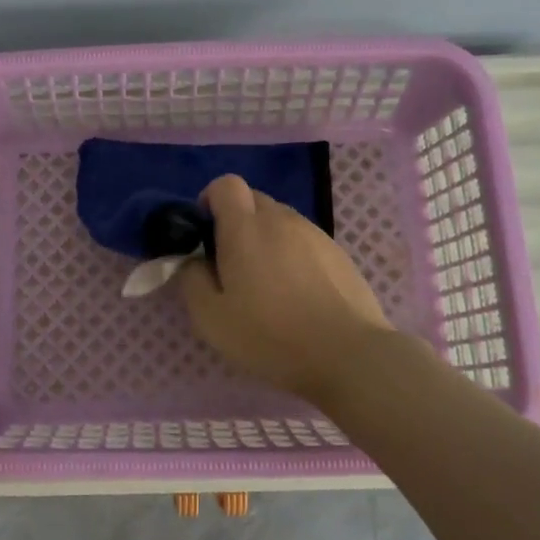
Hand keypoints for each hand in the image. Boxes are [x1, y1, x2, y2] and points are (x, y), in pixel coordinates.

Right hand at [176, 175, 393, 400]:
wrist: (347, 354)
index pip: (226, 184)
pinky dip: (292, 255)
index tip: (205, 233)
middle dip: (236, 221)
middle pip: (253, 200)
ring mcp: (315, 234)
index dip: (211, 200)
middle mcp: (281, 219)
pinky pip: (304, 241)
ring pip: (280, 221)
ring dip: (266, 239)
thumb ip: (192, 279)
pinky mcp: (339, 253)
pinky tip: (297, 294)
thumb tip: (194, 261)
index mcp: (245, 228)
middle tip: (231, 264)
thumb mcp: (211, 318)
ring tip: (267, 283)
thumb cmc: (270, 336)